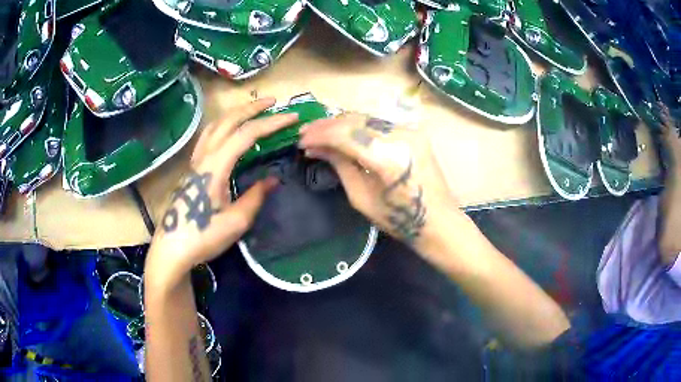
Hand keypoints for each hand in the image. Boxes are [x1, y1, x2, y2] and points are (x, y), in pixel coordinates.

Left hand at [145, 98, 298, 288]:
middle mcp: (204, 157)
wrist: (172, 249)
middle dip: (251, 108)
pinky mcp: (191, 169)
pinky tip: (227, 132)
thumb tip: (272, 180)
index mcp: (216, 166)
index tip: (292, 118)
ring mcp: (195, 162)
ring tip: (251, 111)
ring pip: (214, 126)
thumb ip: (255, 196)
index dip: (271, 124)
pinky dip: (222, 126)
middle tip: (272, 102)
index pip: (246, 135)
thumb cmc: (203, 237)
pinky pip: (207, 137)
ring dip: (234, 114)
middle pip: (228, 121)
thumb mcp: (236, 221)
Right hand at [298, 113, 464, 252]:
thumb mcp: (361, 197)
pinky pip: (379, 124)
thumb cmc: (398, 218)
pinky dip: (359, 127)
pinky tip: (345, 133)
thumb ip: (340, 166)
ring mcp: (410, 131)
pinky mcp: (414, 132)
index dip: (320, 135)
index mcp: (388, 158)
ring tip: (321, 133)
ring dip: (341, 124)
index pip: (346, 135)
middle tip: (306, 134)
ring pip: (367, 118)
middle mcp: (401, 136)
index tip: (301, 141)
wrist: (438, 220)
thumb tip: (316, 148)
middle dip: (327, 126)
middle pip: (355, 121)